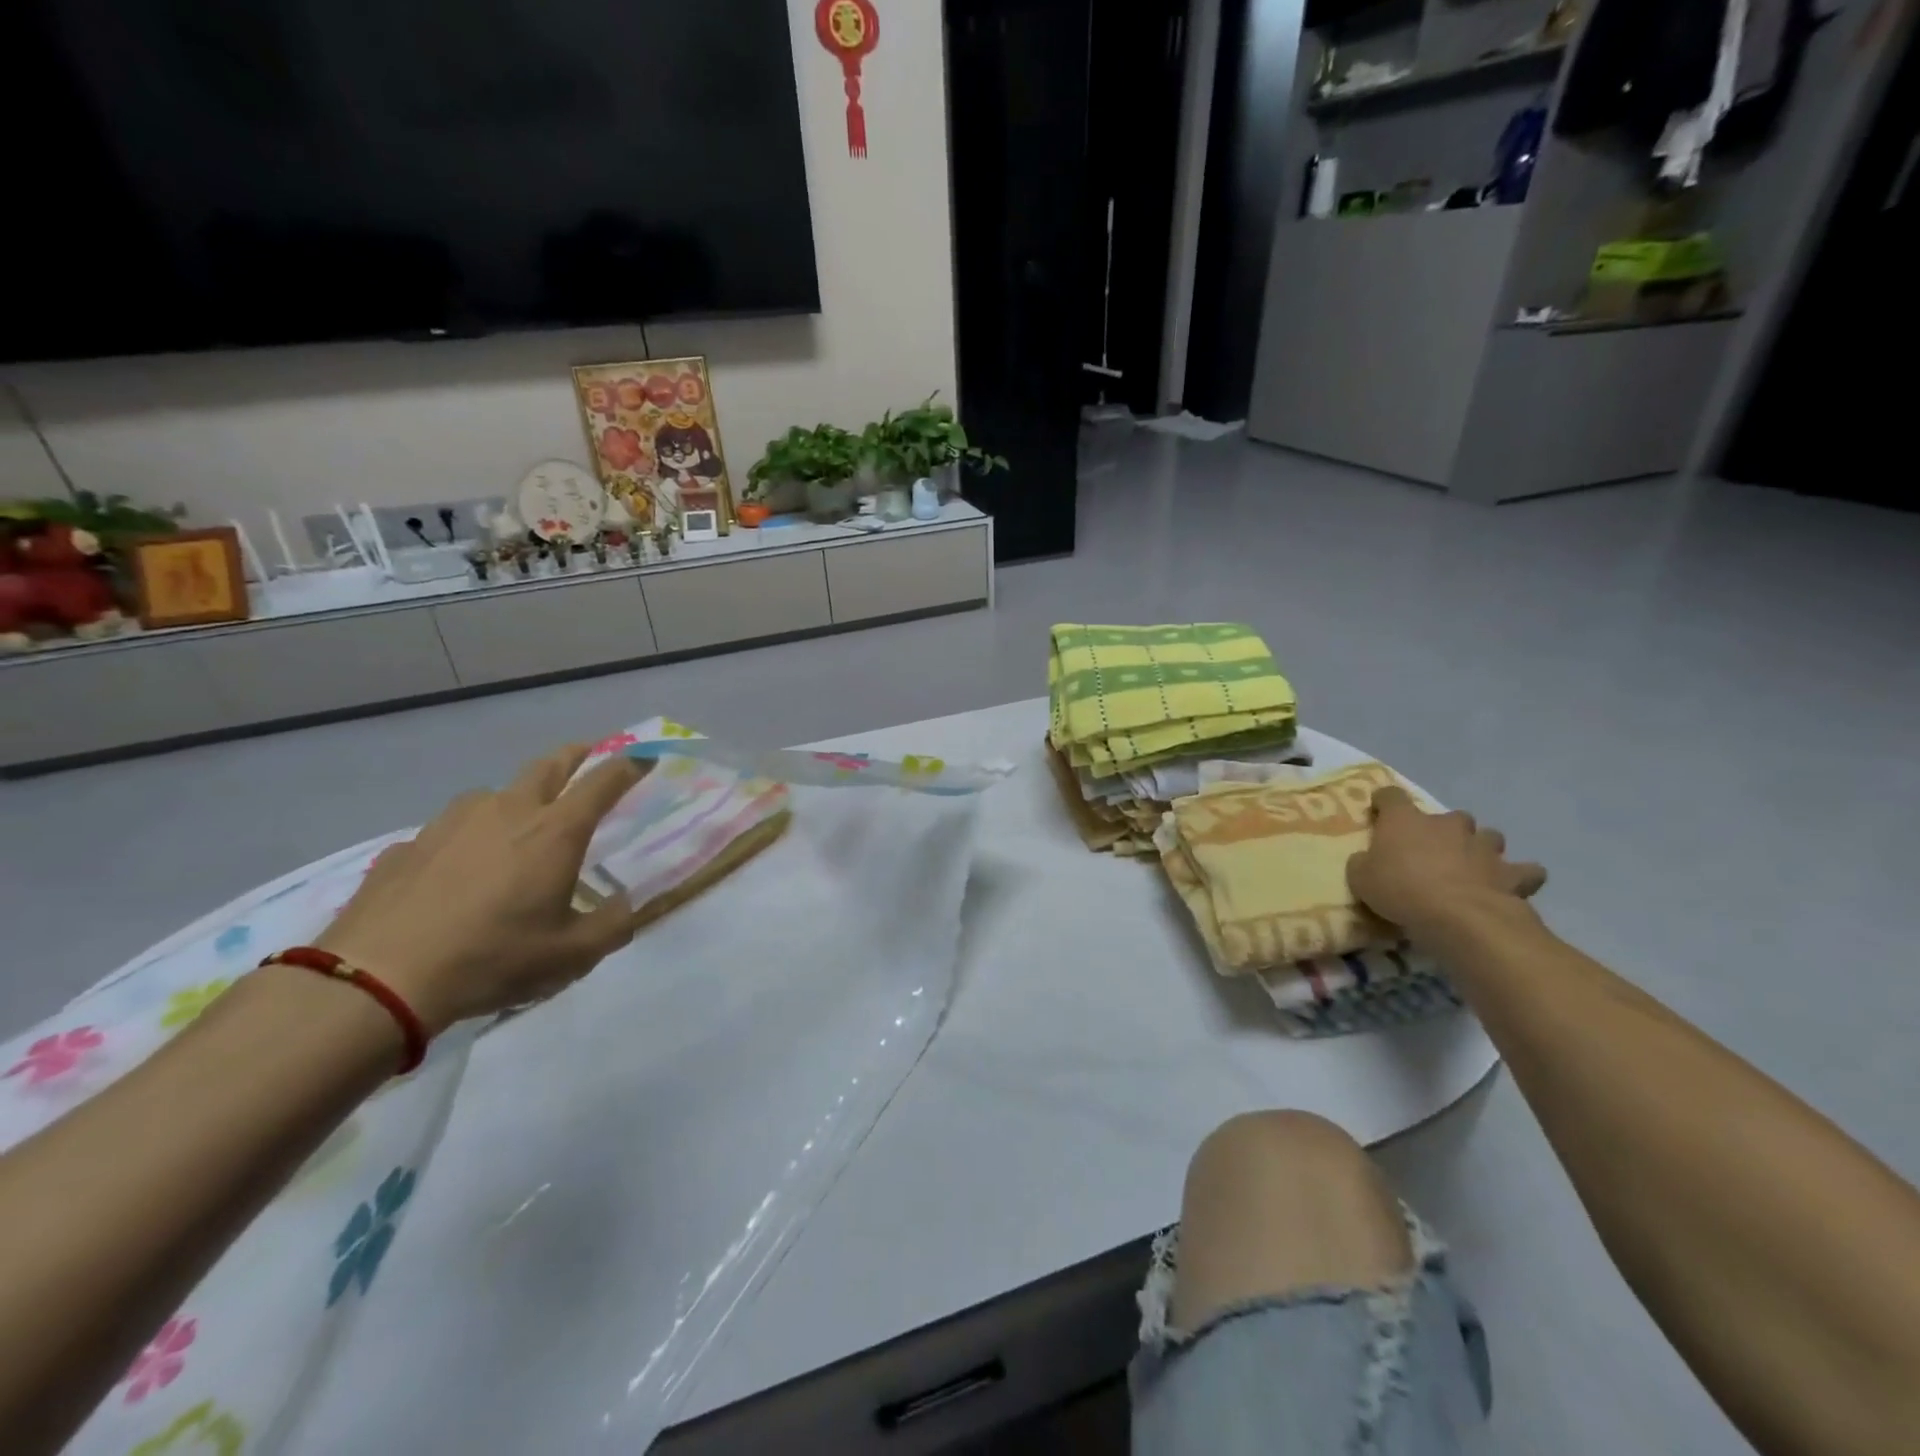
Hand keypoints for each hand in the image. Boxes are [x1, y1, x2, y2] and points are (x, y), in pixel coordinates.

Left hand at [316, 746, 647, 1035]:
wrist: (377, 978)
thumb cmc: (493, 958)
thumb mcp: (572, 956)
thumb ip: (612, 925)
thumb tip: (625, 904)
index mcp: (555, 831)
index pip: (604, 781)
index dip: (630, 765)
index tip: (645, 757)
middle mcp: (507, 811)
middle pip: (548, 766)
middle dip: (575, 755)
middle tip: (588, 753)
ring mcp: (451, 823)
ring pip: (494, 794)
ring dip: (516, 798)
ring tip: (517, 823)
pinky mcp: (408, 845)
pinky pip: (449, 830)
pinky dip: (466, 837)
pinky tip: (456, 870)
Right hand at [1348, 786, 1546, 939]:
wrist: (1459, 917)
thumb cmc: (1401, 890)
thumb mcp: (1360, 878)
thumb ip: (1364, 862)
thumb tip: (1367, 859)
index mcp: (1406, 820)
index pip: (1391, 795)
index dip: (1385, 802)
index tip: (1379, 813)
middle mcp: (1447, 824)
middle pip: (1449, 816)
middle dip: (1444, 830)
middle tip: (1433, 851)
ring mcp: (1483, 846)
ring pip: (1488, 836)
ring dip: (1480, 847)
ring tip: (1471, 866)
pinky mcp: (1512, 873)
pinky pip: (1524, 870)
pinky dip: (1518, 875)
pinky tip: (1510, 885)